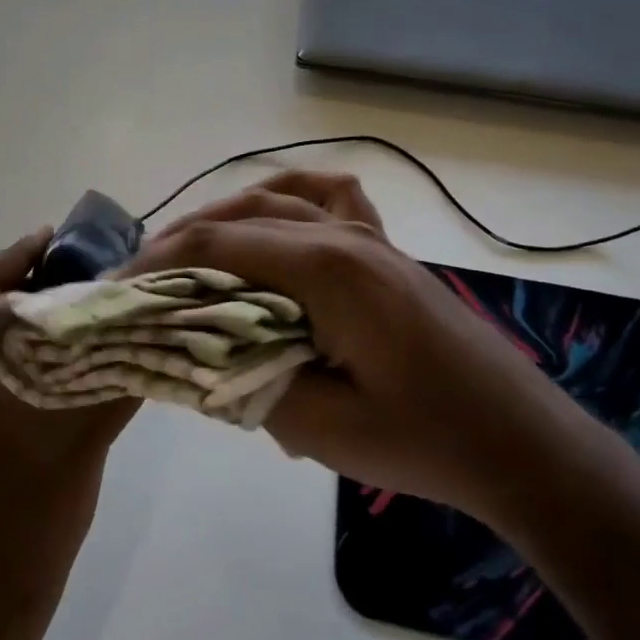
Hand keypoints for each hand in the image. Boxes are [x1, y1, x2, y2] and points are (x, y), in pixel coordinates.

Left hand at [0, 229, 137, 637]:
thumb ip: (119, 372)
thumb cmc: (38, 501)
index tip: (60, 241)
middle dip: (25, 283)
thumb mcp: (89, 431)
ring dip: (13, 318)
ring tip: (66, 317)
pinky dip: (1, 350)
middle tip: (76, 279)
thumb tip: (154, 331)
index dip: (21, 252)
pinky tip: (44, 367)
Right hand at [133, 172, 579, 521]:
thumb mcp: (320, 426)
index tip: (120, 287)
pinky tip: (273, 214)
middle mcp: (343, 236)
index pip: (218, 246)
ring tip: (188, 249)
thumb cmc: (424, 440)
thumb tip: (201, 350)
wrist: (519, 442)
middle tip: (141, 274)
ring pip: (278, 201)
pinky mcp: (386, 252)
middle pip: (241, 216)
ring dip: (225, 217)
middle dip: (182, 239)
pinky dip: (289, 198)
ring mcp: (369, 238)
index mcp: (326, 269)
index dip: (159, 262)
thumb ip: (247, 380)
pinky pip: (330, 199)